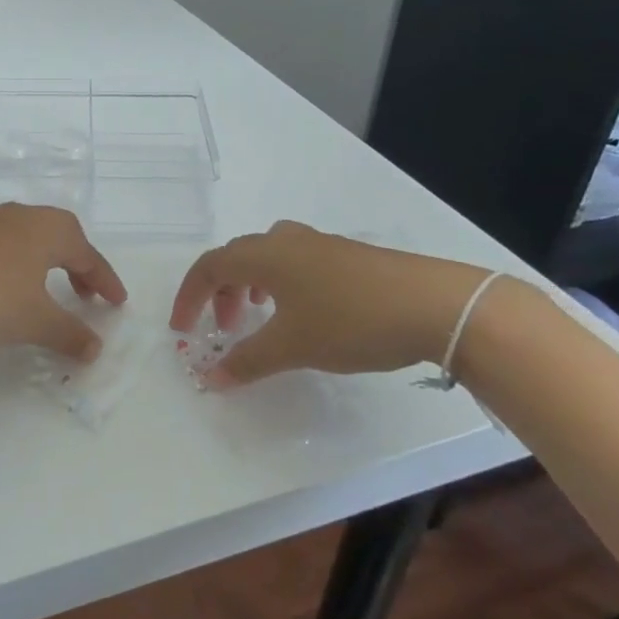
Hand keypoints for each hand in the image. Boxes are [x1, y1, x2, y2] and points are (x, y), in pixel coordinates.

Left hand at [0, 204, 127, 359]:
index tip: (117, 302)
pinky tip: (5, 288)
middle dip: (78, 267)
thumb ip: (70, 333)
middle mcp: (20, 216)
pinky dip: (18, 265)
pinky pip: (4, 246)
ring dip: (47, 265)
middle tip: (87, 297)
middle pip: (61, 238)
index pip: (88, 254)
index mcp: (47, 228)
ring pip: (30, 240)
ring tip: (48, 294)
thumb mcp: (34, 321)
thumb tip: (95, 346)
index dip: (105, 281)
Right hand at [170, 221, 497, 387]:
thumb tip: (209, 377)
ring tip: (257, 318)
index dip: (188, 297)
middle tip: (223, 330)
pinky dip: (279, 285)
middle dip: (219, 294)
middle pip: (235, 258)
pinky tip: (302, 312)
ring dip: (249, 287)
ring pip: (266, 258)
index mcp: (264, 255)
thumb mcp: (292, 346)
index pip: (208, 267)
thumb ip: (246, 361)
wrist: (436, 305)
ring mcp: (319, 245)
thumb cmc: (351, 320)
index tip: (182, 329)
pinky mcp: (347, 256)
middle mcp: (285, 241)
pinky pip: (294, 263)